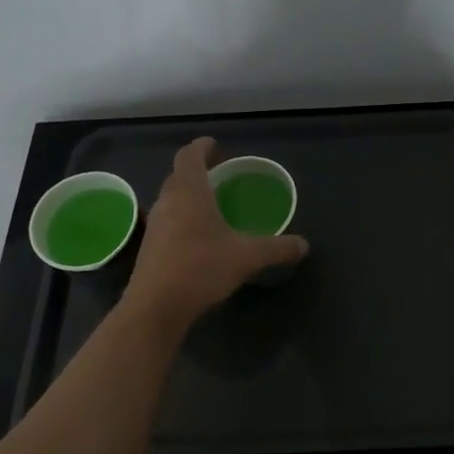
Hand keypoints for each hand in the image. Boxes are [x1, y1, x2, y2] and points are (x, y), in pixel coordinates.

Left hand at [124, 137, 308, 323]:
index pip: (189, 156)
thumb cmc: (200, 269)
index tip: (215, 145)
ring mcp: (154, 225)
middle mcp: (167, 202)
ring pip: (170, 198)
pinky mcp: (149, 247)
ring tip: (211, 203)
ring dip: (188, 194)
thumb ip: (277, 248)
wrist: (155, 308)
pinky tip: (198, 235)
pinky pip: (167, 219)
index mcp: (189, 192)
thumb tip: (304, 245)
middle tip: (219, 174)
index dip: (201, 147)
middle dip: (197, 170)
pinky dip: (182, 216)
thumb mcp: (247, 257)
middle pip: (178, 175)